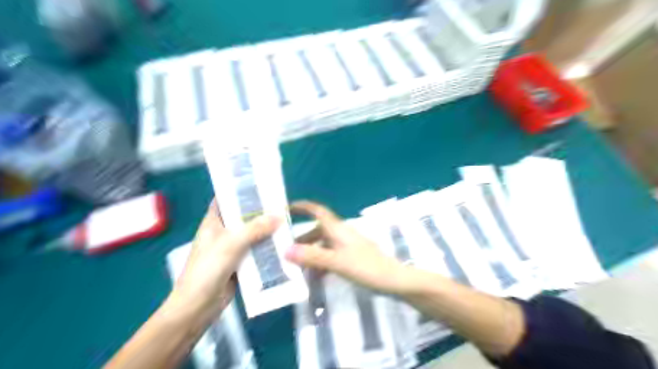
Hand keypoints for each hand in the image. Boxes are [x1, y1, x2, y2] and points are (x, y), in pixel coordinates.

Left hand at [169, 201, 279, 317]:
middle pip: (243, 217)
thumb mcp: (231, 243)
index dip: (240, 191)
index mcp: (213, 223)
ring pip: (252, 235)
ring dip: (266, 230)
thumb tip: (279, 216)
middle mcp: (222, 233)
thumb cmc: (208, 269)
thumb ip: (255, 228)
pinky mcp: (240, 264)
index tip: (260, 185)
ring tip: (286, 221)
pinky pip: (256, 251)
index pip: (225, 200)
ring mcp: (231, 249)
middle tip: (280, 203)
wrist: (197, 307)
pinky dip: (267, 248)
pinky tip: (282, 244)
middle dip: (260, 211)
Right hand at [284, 201, 409, 294]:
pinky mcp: (351, 258)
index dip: (302, 207)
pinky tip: (314, 277)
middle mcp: (341, 234)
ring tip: (294, 268)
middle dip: (300, 239)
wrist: (395, 281)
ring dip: (309, 253)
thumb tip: (286, 250)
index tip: (285, 209)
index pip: (318, 211)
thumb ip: (312, 256)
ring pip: (323, 246)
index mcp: (338, 229)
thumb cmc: (367, 268)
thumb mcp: (337, 262)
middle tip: (283, 250)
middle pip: (317, 231)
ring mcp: (347, 246)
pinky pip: (330, 257)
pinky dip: (320, 264)